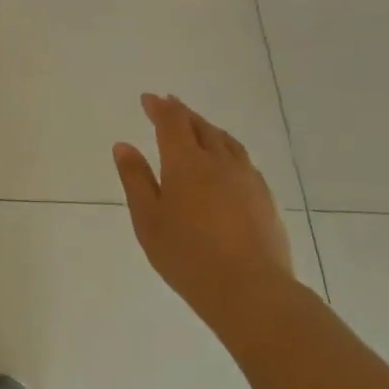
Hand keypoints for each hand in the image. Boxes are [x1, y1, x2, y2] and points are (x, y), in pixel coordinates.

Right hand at [113, 93, 292, 320]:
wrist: (251, 290)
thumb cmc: (187, 256)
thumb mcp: (148, 220)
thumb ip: (136, 180)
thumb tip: (124, 145)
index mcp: (186, 163)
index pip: (172, 122)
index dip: (159, 107)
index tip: (149, 98)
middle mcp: (218, 162)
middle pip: (200, 127)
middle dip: (182, 113)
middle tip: (169, 104)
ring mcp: (246, 178)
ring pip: (226, 141)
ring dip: (208, 128)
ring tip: (199, 126)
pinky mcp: (265, 198)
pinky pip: (243, 160)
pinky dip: (228, 149)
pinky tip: (227, 162)